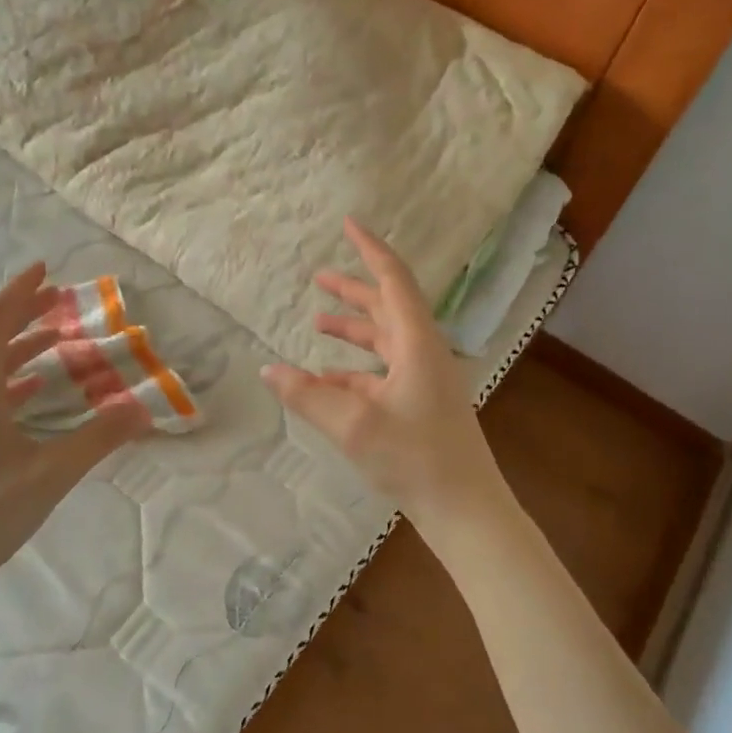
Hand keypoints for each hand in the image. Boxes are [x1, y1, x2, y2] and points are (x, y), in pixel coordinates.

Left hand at [0, 262, 150, 595]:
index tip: (45, 270)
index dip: (19, 293)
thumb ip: (98, 439)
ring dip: (20, 346)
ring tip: (55, 336)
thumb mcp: (50, 473)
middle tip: (57, 297)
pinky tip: (35, 391)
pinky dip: (15, 380)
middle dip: (23, 314)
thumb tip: (144, 408)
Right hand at [261, 219, 512, 535]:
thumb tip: (267, 370)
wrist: (465, 507)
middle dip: (354, 290)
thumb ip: (307, 396)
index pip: (393, 280)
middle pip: (388, 307)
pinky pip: (383, 372)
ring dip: (354, 328)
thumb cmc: (415, 458)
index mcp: (416, 343)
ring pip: (385, 340)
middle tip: (320, 277)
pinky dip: (355, 369)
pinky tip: (326, 380)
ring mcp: (424, 379)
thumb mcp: (353, 425)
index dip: (370, 250)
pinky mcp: (420, 403)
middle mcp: (423, 352)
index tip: (349, 225)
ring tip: (318, 321)